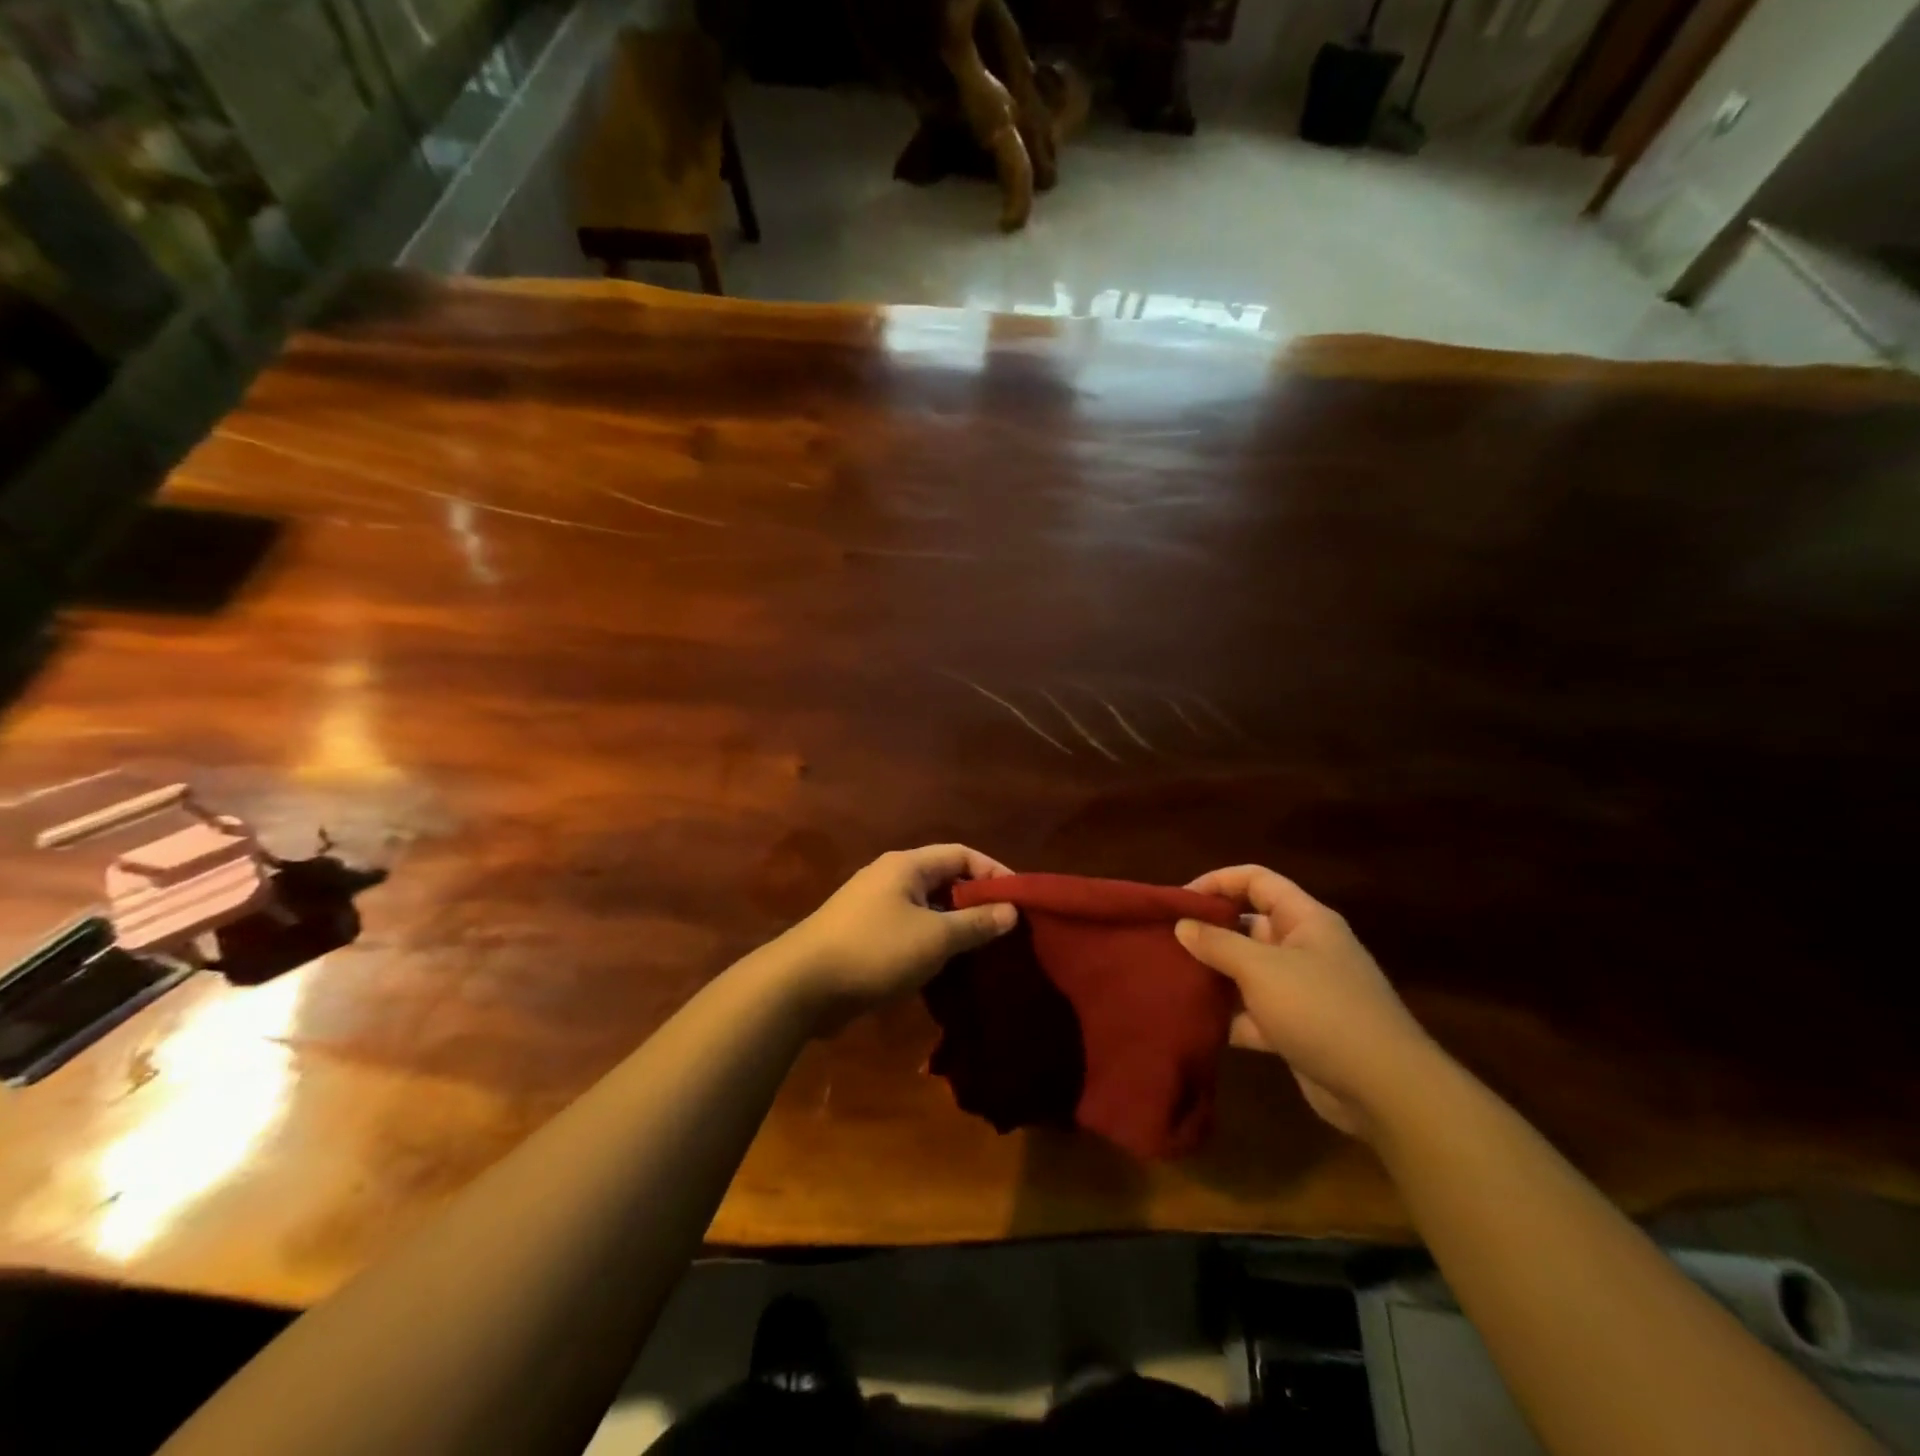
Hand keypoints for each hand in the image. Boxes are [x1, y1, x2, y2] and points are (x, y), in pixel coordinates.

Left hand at [780, 845, 1017, 1023]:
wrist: (801, 985)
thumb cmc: (875, 951)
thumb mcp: (935, 938)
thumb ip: (976, 923)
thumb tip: (1011, 911)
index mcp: (907, 865)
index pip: (961, 855)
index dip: (994, 872)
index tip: (1020, 901)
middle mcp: (890, 877)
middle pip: (944, 879)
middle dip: (975, 902)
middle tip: (1005, 930)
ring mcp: (873, 905)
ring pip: (926, 908)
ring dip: (953, 926)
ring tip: (981, 951)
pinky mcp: (863, 934)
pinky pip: (908, 929)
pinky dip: (930, 942)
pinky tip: (944, 968)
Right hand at [1176, 866, 1437, 1139]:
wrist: (1384, 1090)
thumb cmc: (1321, 1010)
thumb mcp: (1262, 969)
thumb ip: (1218, 944)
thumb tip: (1182, 925)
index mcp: (1305, 920)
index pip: (1257, 881)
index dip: (1217, 882)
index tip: (1179, 901)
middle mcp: (1304, 948)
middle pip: (1248, 925)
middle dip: (1208, 932)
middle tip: (1165, 941)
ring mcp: (1301, 990)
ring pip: (1247, 971)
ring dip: (1213, 975)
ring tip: (1169, 978)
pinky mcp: (1296, 1028)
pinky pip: (1252, 1012)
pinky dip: (1227, 1016)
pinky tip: (1193, 1021)